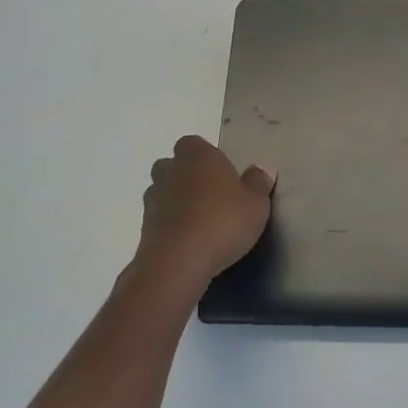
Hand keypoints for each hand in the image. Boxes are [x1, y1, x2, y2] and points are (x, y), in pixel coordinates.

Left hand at [132, 136, 275, 291]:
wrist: (177, 263)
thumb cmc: (222, 223)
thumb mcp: (255, 204)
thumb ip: (258, 183)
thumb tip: (262, 169)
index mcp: (197, 156)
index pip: (193, 143)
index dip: (206, 155)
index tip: (222, 172)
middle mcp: (170, 171)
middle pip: (173, 165)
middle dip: (187, 176)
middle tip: (211, 194)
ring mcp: (153, 200)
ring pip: (163, 191)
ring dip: (177, 201)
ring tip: (200, 220)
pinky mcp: (144, 228)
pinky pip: (160, 218)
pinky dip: (171, 224)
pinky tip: (189, 240)